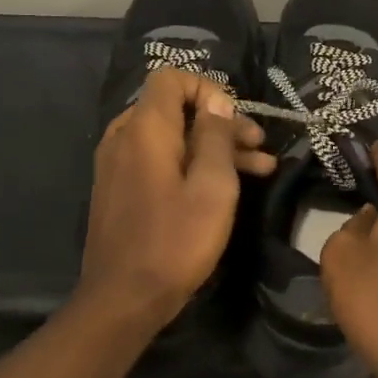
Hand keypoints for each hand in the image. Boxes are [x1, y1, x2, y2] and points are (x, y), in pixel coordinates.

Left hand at [75, 67, 275, 336]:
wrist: (123, 299)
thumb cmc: (175, 241)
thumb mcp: (213, 186)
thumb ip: (217, 136)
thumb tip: (217, 101)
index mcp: (145, 129)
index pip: (170, 77)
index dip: (208, 88)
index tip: (236, 118)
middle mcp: (124, 137)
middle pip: (175, 109)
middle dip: (221, 122)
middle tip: (259, 146)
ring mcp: (117, 164)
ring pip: (171, 137)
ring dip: (213, 147)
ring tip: (260, 167)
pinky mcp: (119, 189)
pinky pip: (158, 160)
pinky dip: (190, 164)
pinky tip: (225, 186)